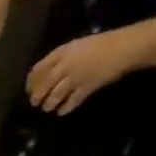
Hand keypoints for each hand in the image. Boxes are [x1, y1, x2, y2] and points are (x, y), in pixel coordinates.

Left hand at [26, 27, 148, 113]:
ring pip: (54, 96)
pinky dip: (65, 108)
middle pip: (42, 86)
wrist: (127, 46)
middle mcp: (65, 66)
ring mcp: (75, 78)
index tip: (29, 89)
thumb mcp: (77, 46)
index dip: (31, 82)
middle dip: (36, 97)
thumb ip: (60, 59)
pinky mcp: (87, 88)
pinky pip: (71, 102)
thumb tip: (44, 75)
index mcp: (62, 53)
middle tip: (36, 103)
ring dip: (49, 105)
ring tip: (48, 107)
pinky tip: (62, 111)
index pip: (37, 70)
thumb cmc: (103, 44)